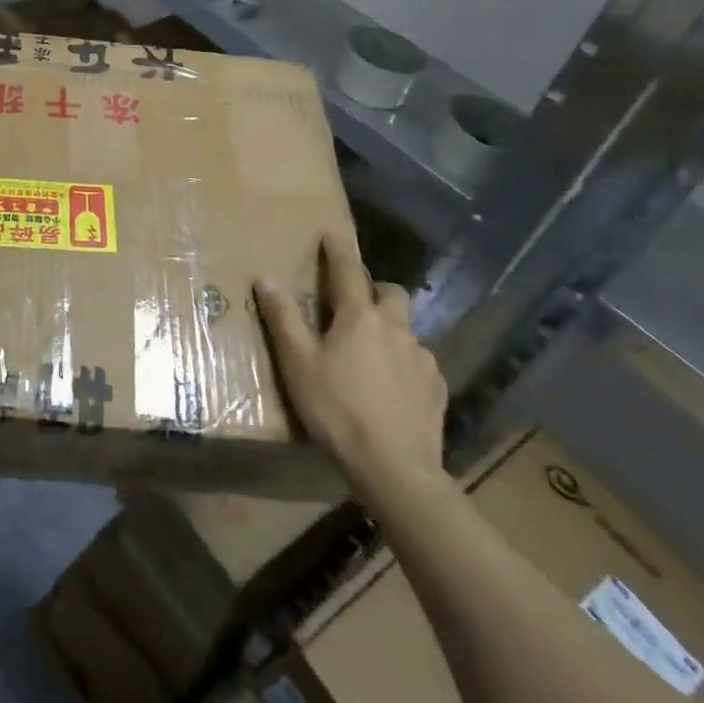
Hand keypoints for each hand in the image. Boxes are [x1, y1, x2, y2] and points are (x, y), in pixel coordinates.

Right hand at [254, 232, 447, 510]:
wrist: (395, 467)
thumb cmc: (337, 409)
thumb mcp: (298, 364)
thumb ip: (283, 318)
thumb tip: (266, 277)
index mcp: (359, 317)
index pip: (348, 270)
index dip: (338, 250)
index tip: (331, 234)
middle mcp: (396, 328)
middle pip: (391, 293)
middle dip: (375, 290)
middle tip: (355, 305)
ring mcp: (422, 358)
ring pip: (406, 329)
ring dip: (389, 331)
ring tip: (370, 355)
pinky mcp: (437, 388)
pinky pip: (419, 362)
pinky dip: (404, 364)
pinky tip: (392, 387)